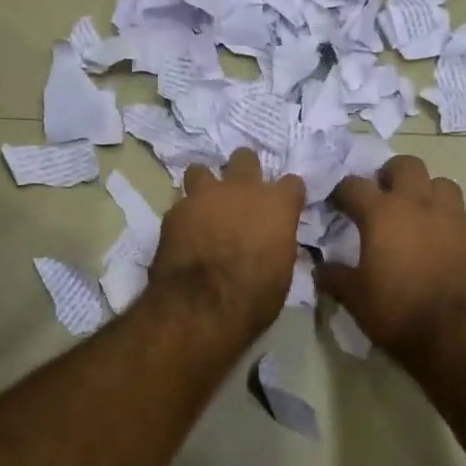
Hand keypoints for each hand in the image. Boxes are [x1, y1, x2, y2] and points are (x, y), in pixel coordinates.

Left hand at [145, 148, 305, 341]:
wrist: (201, 306)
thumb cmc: (254, 296)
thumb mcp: (281, 273)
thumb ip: (277, 245)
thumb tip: (273, 243)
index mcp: (276, 204)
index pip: (292, 183)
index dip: (287, 196)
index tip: (284, 209)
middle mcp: (242, 189)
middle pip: (245, 158)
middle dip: (244, 170)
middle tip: (241, 193)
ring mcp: (204, 196)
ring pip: (201, 170)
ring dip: (205, 184)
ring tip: (204, 206)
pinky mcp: (174, 211)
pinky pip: (180, 203)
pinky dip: (184, 215)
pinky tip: (183, 233)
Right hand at [318, 155, 465, 359]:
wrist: (457, 336)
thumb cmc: (397, 312)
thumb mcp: (355, 298)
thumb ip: (335, 277)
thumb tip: (320, 269)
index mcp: (382, 213)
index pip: (355, 185)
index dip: (342, 191)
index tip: (338, 203)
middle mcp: (419, 205)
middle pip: (406, 165)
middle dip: (391, 174)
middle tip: (383, 195)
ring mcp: (454, 218)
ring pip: (442, 184)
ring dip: (427, 192)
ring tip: (418, 214)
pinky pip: (461, 218)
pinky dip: (448, 224)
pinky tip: (443, 246)